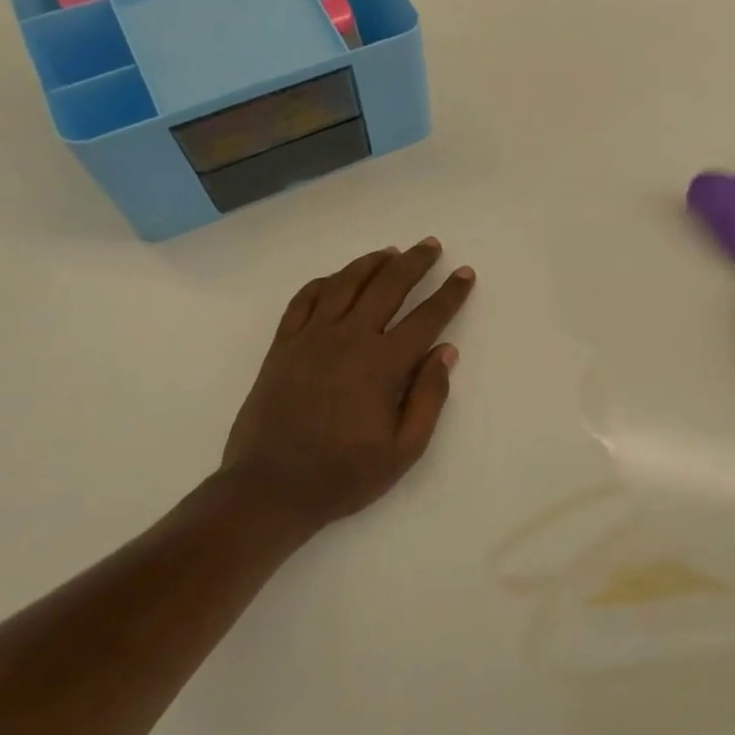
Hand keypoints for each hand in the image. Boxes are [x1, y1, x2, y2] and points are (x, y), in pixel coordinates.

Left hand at [222, 239, 475, 530]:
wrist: (268, 490)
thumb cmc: (343, 475)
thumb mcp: (403, 450)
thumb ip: (428, 398)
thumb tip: (445, 351)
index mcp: (382, 365)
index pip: (426, 317)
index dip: (450, 293)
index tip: (465, 273)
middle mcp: (348, 340)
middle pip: (387, 286)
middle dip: (414, 262)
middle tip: (430, 245)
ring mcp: (310, 339)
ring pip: (344, 284)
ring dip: (370, 263)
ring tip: (390, 251)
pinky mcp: (282, 347)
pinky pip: (302, 301)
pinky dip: (322, 283)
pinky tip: (334, 279)